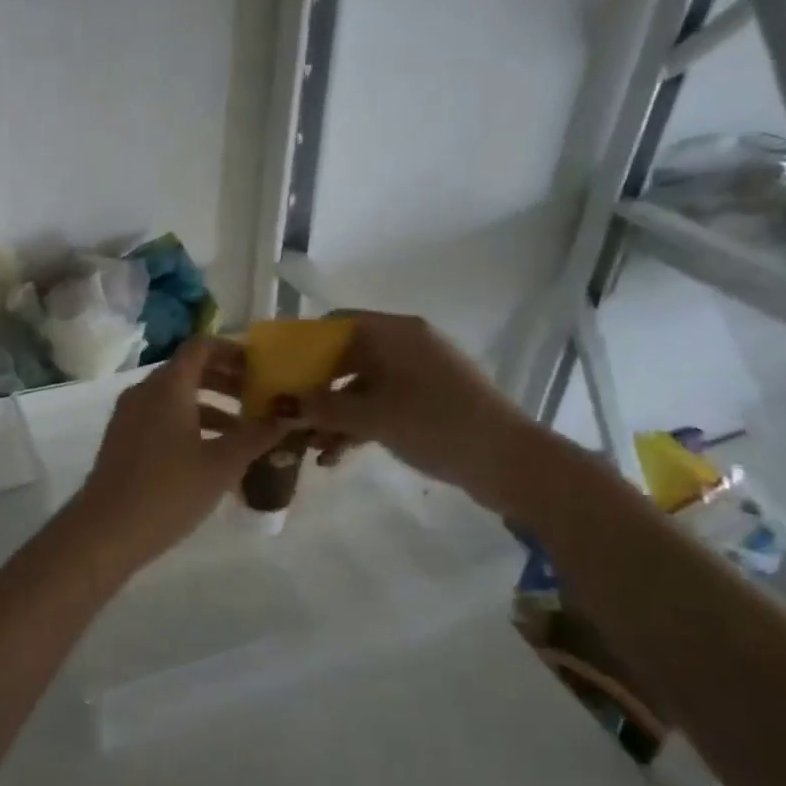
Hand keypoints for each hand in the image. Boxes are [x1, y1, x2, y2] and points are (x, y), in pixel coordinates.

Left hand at [63, 337, 289, 574]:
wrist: (106, 532)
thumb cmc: (169, 491)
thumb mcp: (222, 464)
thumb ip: (256, 436)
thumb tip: (287, 416)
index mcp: (168, 386)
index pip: (202, 346)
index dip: (233, 351)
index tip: (261, 368)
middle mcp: (145, 391)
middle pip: (190, 370)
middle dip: (227, 381)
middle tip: (260, 399)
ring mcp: (130, 415)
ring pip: (176, 397)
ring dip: (211, 406)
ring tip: (245, 432)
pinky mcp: (123, 439)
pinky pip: (162, 417)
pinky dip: (190, 424)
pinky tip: (213, 455)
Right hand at [289, 312, 538, 514]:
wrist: (508, 461)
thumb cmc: (436, 423)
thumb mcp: (372, 416)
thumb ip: (322, 407)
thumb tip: (278, 405)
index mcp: (395, 333)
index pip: (336, 323)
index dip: (302, 344)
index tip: (276, 371)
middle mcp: (405, 345)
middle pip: (345, 357)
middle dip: (314, 388)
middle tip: (286, 414)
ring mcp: (417, 375)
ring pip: (360, 386)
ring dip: (333, 414)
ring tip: (308, 446)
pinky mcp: (425, 402)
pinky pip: (379, 404)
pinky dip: (357, 425)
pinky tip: (335, 456)